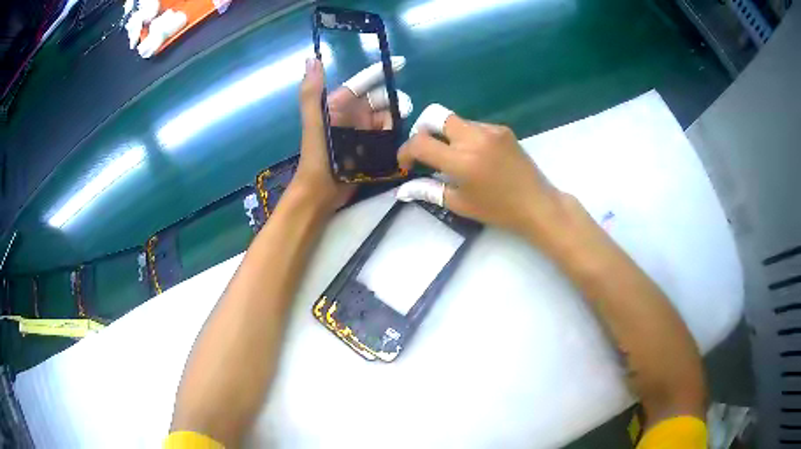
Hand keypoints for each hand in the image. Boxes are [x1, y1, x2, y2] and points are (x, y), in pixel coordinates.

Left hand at [290, 57, 413, 213]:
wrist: (320, 192)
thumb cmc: (316, 155)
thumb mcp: (314, 122)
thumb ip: (313, 92)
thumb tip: (312, 58)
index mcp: (340, 105)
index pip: (363, 83)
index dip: (379, 72)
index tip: (401, 63)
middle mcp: (353, 115)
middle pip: (381, 100)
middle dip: (393, 101)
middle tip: (402, 111)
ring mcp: (364, 132)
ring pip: (388, 117)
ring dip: (395, 120)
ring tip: (394, 132)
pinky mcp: (371, 148)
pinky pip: (389, 136)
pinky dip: (395, 135)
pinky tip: (400, 140)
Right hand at [397, 104, 565, 236]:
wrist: (536, 203)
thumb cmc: (497, 210)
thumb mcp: (459, 204)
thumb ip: (428, 190)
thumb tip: (402, 189)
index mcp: (461, 160)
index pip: (420, 142)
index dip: (405, 151)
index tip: (407, 164)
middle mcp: (474, 137)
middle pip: (435, 115)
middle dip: (423, 131)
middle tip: (426, 151)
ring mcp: (490, 130)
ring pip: (455, 120)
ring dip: (446, 135)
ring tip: (453, 157)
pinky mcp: (502, 129)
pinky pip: (475, 125)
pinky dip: (466, 136)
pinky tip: (476, 155)